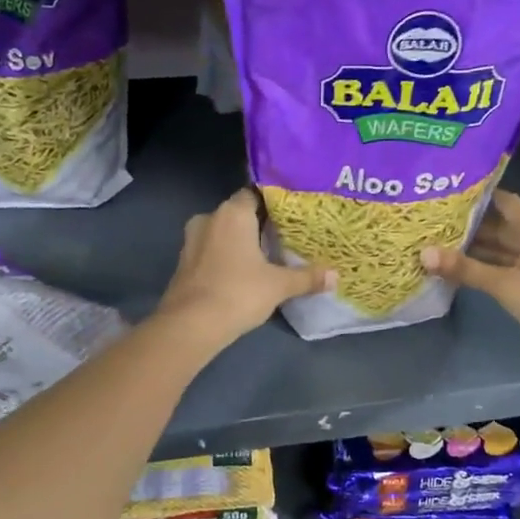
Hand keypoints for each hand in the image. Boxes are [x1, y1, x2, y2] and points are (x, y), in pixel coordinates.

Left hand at [155, 189, 332, 349]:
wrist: (190, 325)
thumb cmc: (238, 293)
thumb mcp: (279, 286)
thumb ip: (307, 277)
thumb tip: (336, 276)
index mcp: (232, 213)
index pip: (254, 193)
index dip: (273, 202)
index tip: (291, 213)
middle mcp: (209, 218)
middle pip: (239, 213)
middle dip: (258, 224)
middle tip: (284, 236)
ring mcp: (192, 240)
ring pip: (222, 233)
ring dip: (240, 242)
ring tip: (265, 256)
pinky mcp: (184, 262)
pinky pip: (210, 251)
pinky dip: (225, 257)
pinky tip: (241, 273)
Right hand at [420, 190, 519, 362]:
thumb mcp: (505, 284)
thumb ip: (465, 268)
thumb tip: (423, 253)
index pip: (503, 199)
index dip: (476, 195)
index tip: (445, 193)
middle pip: (499, 223)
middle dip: (469, 223)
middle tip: (433, 220)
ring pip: (501, 247)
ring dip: (475, 246)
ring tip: (438, 242)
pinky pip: (504, 265)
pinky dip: (485, 265)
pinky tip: (460, 268)